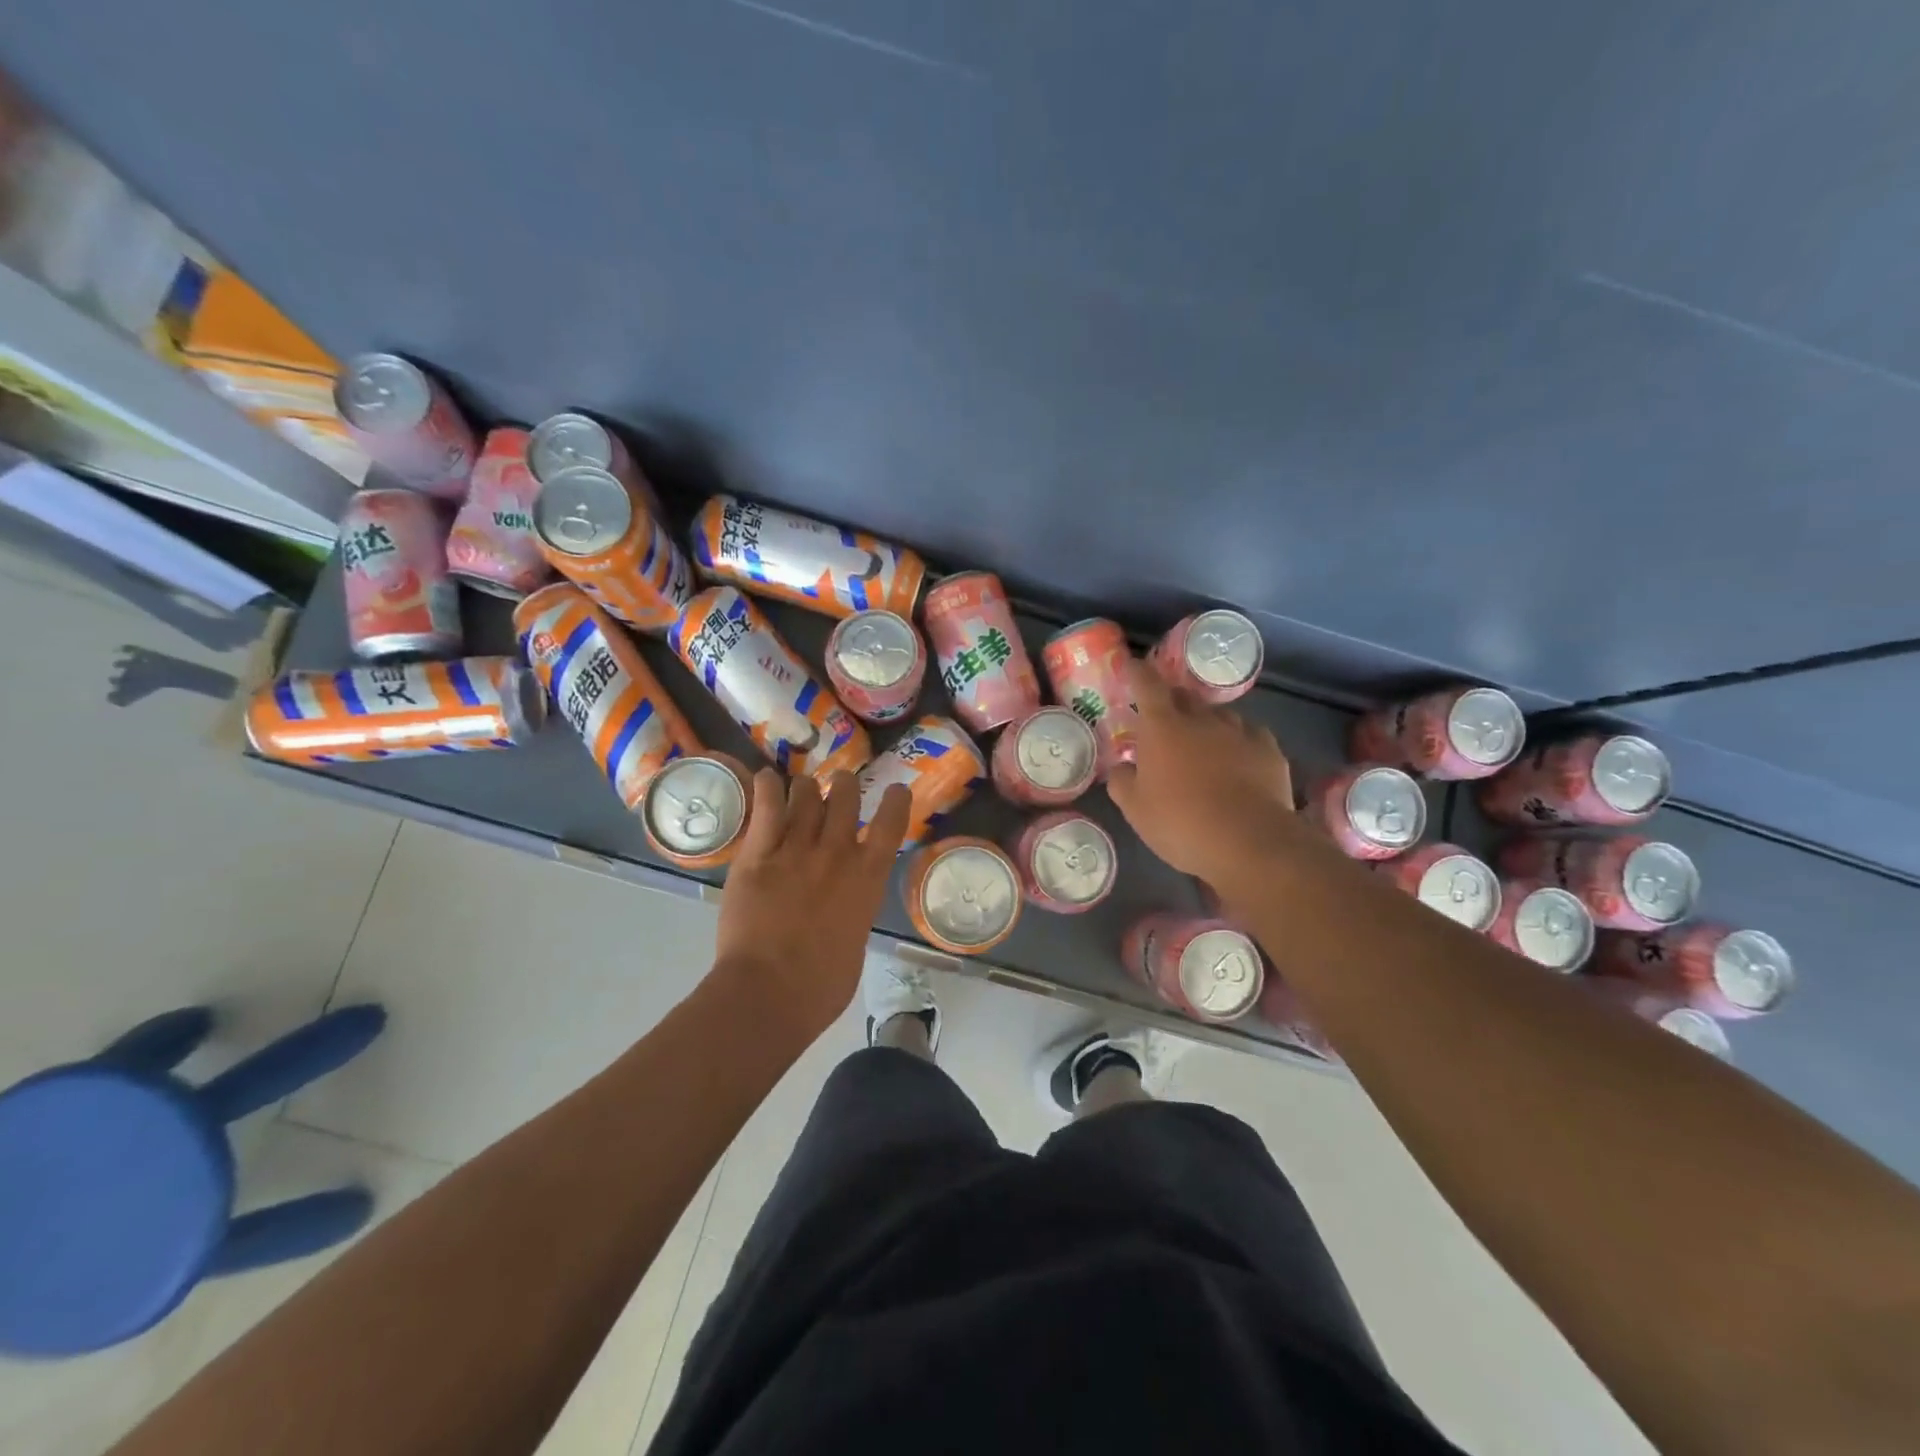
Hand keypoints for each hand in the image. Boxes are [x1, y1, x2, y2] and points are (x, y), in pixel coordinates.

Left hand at [712, 769, 910, 1041]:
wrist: (769, 992)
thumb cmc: (822, 985)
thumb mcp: (856, 942)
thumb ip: (854, 911)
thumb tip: (845, 907)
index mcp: (868, 877)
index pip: (891, 822)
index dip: (895, 799)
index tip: (894, 789)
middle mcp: (836, 852)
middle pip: (845, 796)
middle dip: (844, 785)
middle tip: (839, 786)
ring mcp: (795, 849)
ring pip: (805, 795)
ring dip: (806, 788)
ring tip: (801, 788)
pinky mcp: (757, 855)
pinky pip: (766, 808)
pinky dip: (767, 787)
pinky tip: (766, 778)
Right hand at [1106, 658, 1298, 891]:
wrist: (1248, 842)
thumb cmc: (1179, 823)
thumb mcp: (1135, 809)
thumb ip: (1122, 781)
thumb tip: (1122, 768)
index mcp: (1162, 726)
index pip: (1146, 684)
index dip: (1137, 672)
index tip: (1132, 666)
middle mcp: (1201, 719)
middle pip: (1184, 696)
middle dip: (1172, 701)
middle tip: (1164, 719)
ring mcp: (1239, 732)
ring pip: (1219, 715)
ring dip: (1207, 723)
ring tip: (1203, 744)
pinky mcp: (1269, 750)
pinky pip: (1250, 735)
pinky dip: (1239, 742)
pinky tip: (1239, 759)